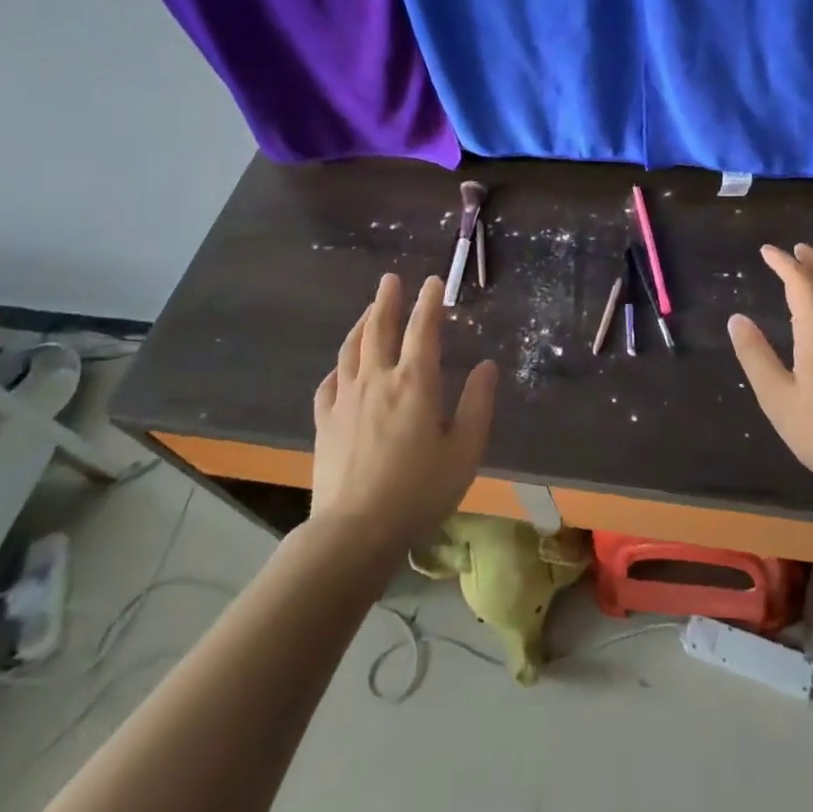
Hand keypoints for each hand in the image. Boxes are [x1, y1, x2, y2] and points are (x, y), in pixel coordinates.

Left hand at [309, 273, 496, 548]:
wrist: (354, 532)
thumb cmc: (419, 491)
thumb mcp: (465, 451)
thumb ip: (477, 404)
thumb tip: (487, 365)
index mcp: (415, 383)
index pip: (423, 330)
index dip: (429, 302)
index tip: (433, 281)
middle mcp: (378, 380)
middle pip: (379, 329)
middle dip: (387, 300)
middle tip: (390, 279)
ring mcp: (345, 400)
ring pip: (351, 350)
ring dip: (361, 324)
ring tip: (368, 311)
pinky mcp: (325, 423)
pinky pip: (329, 384)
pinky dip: (338, 367)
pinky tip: (341, 368)